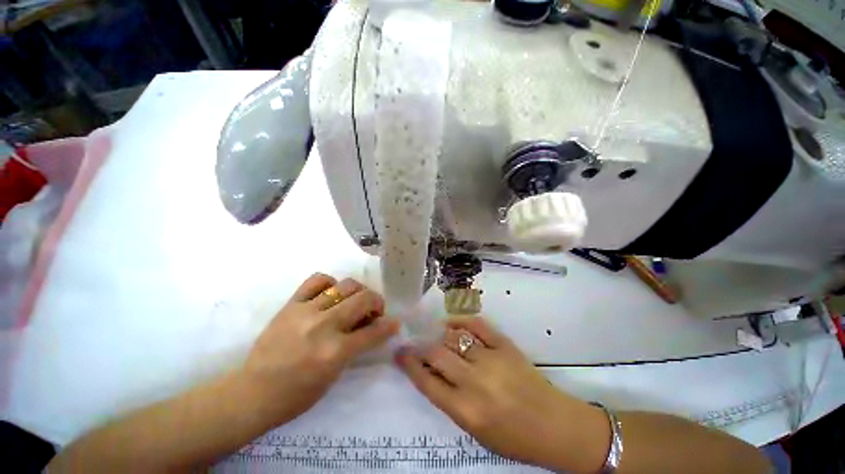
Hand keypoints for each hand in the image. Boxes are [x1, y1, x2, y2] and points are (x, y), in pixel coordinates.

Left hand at [241, 273, 398, 424]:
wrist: (252, 392)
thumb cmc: (297, 394)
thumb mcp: (334, 375)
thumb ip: (356, 347)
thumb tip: (373, 327)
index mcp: (335, 352)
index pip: (373, 332)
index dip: (389, 325)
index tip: (394, 322)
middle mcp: (324, 326)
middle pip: (363, 299)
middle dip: (377, 302)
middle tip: (375, 310)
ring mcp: (306, 312)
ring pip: (345, 286)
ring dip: (358, 292)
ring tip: (355, 300)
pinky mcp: (291, 304)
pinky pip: (317, 280)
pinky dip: (330, 283)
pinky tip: (331, 293)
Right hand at [395, 316, 608, 471]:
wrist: (556, 426)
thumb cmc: (514, 438)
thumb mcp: (475, 431)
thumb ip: (451, 401)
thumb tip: (431, 373)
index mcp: (466, 410)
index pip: (427, 382)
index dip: (409, 365)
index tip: (400, 353)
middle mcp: (475, 382)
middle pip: (437, 354)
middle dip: (420, 346)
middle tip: (413, 342)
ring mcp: (492, 359)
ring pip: (455, 337)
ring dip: (440, 334)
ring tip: (434, 334)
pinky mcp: (506, 345)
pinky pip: (477, 325)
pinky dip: (462, 321)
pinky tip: (453, 323)